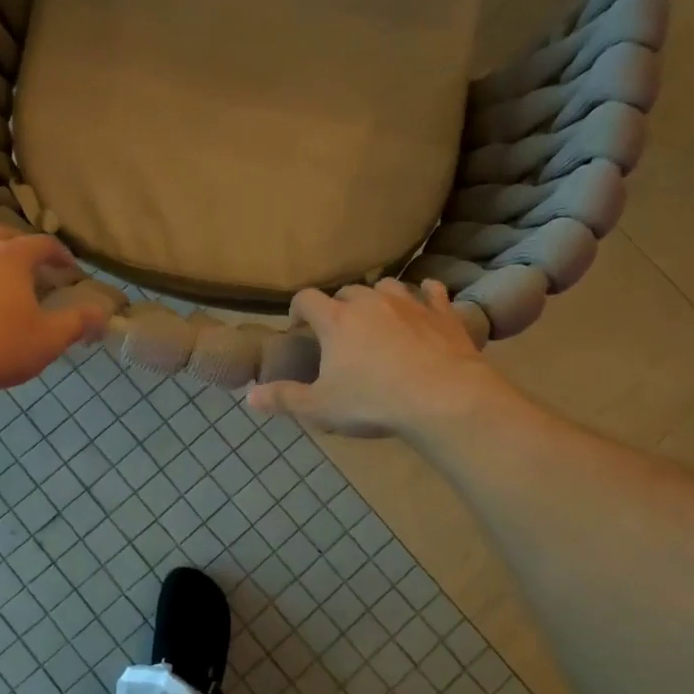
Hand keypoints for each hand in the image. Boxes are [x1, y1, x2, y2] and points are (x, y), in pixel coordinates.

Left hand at [0, 227, 108, 399]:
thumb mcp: (48, 339)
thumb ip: (78, 322)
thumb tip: (103, 313)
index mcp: (10, 256)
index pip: (43, 244)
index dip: (62, 255)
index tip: (71, 271)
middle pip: (6, 234)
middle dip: (26, 247)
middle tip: (38, 268)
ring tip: (6, 275)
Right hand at [245, 280, 517, 439]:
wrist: (444, 399)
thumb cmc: (374, 402)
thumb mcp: (320, 407)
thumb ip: (284, 398)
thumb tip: (248, 397)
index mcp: (336, 320)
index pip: (306, 298)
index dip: (298, 309)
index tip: (299, 326)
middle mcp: (370, 302)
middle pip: (347, 291)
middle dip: (338, 306)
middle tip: (339, 331)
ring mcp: (409, 304)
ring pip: (387, 286)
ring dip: (378, 298)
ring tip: (377, 317)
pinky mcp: (442, 314)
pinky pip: (432, 292)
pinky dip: (425, 296)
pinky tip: (426, 302)